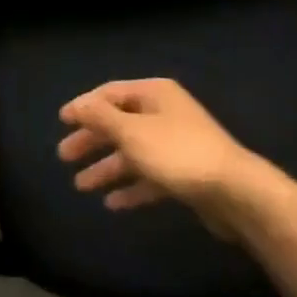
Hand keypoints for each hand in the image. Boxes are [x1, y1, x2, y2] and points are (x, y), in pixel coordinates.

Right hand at [58, 79, 259, 225]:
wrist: (235, 192)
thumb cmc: (177, 153)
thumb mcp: (131, 132)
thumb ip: (100, 117)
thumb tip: (77, 105)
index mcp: (154, 94)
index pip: (110, 93)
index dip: (84, 107)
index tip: (61, 122)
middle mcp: (165, 114)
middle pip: (119, 123)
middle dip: (92, 140)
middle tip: (64, 156)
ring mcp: (176, 144)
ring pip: (133, 152)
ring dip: (107, 167)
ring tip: (81, 185)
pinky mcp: (185, 174)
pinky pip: (149, 176)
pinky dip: (131, 187)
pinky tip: (113, 203)